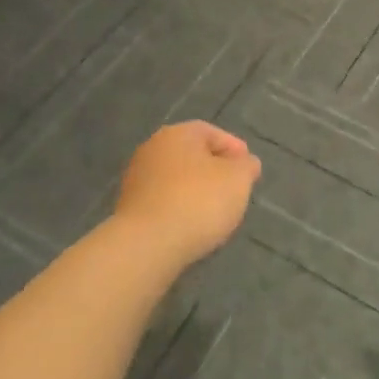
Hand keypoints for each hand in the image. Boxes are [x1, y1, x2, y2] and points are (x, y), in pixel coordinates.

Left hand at [113, 121, 261, 267]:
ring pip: (176, 179)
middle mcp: (153, 148)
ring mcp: (137, 178)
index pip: (211, 132)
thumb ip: (246, 166)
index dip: (234, 149)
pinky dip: (179, 208)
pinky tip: (191, 226)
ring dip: (195, 191)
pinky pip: (163, 201)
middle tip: (234, 190)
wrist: (147, 245)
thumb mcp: (238, 179)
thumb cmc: (198, 201)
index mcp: (178, 133)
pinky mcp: (129, 208)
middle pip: (192, 155)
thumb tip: (245, 163)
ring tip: (215, 212)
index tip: (249, 170)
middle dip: (214, 170)